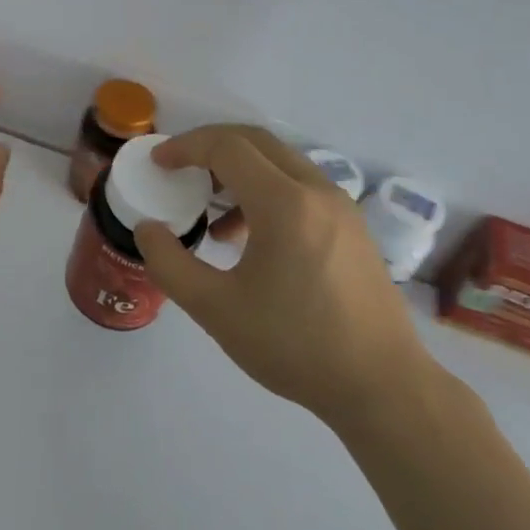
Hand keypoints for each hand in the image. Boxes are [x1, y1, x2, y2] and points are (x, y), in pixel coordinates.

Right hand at [133, 125, 435, 428]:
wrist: (383, 387)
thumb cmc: (295, 346)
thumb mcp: (216, 309)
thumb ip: (170, 264)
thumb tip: (146, 229)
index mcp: (284, 203)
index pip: (227, 147)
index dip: (186, 147)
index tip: (158, 163)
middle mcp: (317, 191)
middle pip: (256, 142)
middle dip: (211, 147)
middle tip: (180, 170)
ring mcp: (341, 207)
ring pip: (281, 163)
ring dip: (240, 171)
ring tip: (212, 214)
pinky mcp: (352, 228)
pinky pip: (301, 187)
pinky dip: (267, 191)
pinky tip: (250, 240)